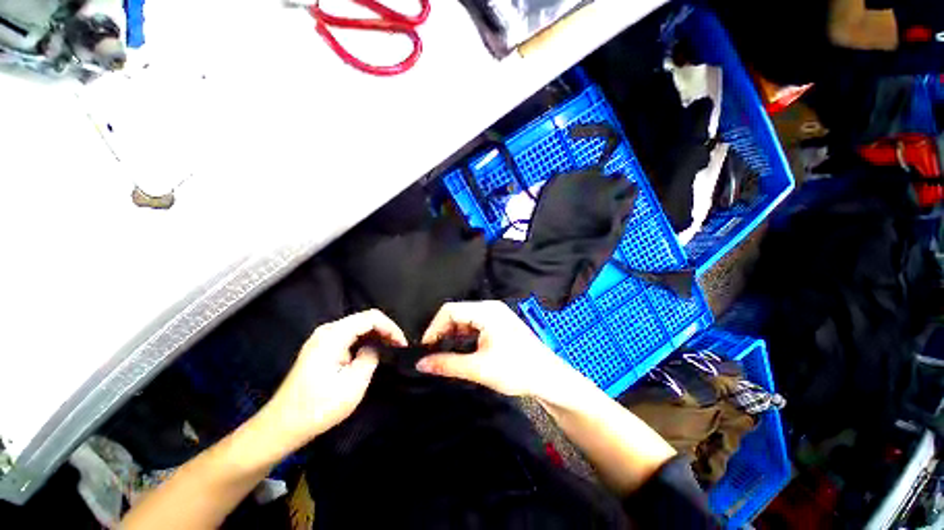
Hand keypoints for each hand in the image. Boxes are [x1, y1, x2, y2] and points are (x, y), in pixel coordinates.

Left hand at [257, 309, 406, 457]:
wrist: (282, 426)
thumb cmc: (318, 407)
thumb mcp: (353, 384)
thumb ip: (370, 357)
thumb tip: (375, 348)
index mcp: (333, 335)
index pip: (371, 317)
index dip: (391, 327)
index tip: (401, 344)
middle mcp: (326, 331)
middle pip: (364, 319)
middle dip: (385, 330)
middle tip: (398, 347)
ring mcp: (321, 339)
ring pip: (357, 327)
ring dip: (375, 336)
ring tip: (389, 350)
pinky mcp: (320, 348)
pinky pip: (349, 336)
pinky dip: (364, 341)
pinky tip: (371, 353)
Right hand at [417, 301, 585, 400]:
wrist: (549, 378)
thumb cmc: (517, 370)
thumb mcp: (479, 368)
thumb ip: (447, 364)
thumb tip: (420, 364)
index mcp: (486, 311)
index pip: (450, 310)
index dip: (434, 327)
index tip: (425, 348)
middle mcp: (490, 308)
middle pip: (457, 314)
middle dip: (443, 332)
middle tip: (433, 353)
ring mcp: (496, 315)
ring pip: (466, 320)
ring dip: (453, 335)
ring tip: (444, 354)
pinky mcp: (500, 324)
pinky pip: (475, 325)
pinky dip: (464, 337)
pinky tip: (460, 351)